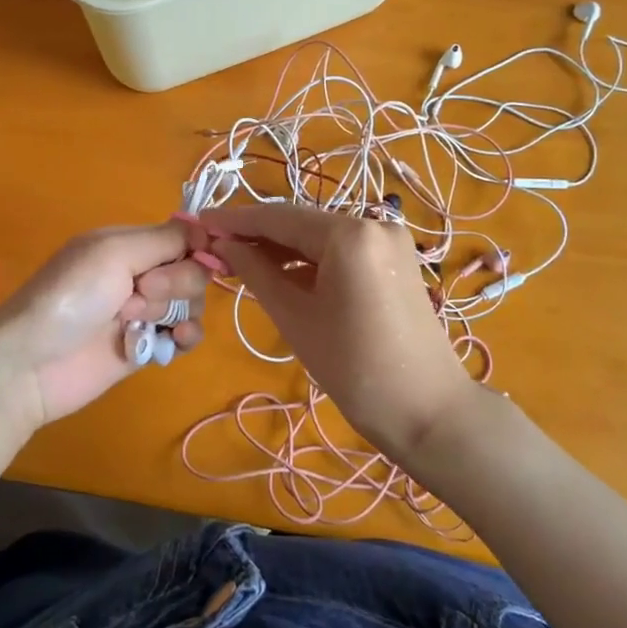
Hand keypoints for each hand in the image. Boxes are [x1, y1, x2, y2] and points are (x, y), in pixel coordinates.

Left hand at [0, 222, 209, 428]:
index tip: (191, 257)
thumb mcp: (114, 252)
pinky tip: (175, 341)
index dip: (195, 248)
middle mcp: (138, 274)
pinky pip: (184, 337)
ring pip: (190, 304)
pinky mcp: (145, 347)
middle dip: (177, 282)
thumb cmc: (70, 297)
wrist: (31, 365)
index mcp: (127, 244)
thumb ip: (164, 239)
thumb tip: (206, 230)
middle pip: (190, 271)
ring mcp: (142, 313)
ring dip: (177, 311)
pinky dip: (186, 337)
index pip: (181, 237)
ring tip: (142, 323)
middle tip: (141, 293)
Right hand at [200, 203, 480, 460]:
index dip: (235, 220)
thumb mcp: (295, 317)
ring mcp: (389, 241)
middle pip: (302, 222)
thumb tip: (223, 245)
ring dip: (283, 248)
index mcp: (349, 233)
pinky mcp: (396, 260)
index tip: (200, 222)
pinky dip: (311, 260)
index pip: (279, 217)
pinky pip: (343, 250)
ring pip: (322, 235)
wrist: (426, 410)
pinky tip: (282, 273)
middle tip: (216, 247)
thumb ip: (256, 272)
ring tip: (242, 262)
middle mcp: (373, 223)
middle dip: (258, 234)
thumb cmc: (353, 367)